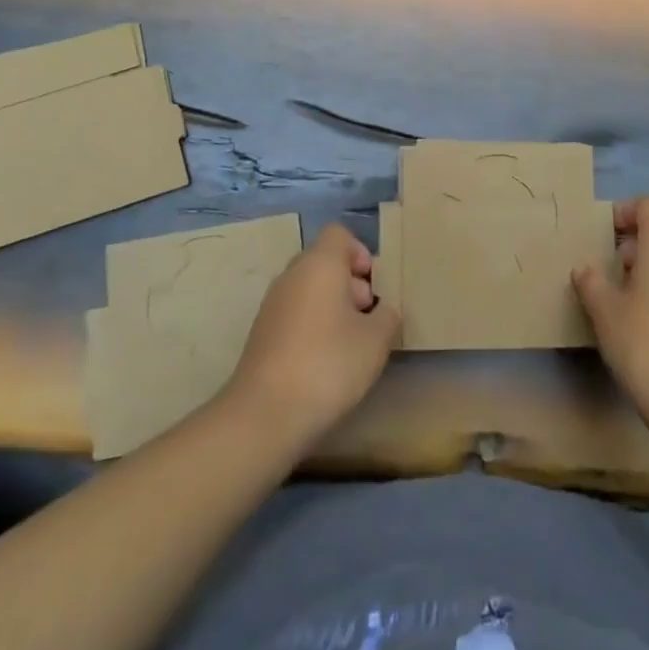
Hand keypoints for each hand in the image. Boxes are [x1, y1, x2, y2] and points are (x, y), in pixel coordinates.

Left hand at [225, 223, 400, 451]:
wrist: (264, 415)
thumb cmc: (328, 364)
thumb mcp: (376, 340)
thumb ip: (387, 315)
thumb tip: (383, 309)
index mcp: (320, 264)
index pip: (339, 234)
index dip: (360, 253)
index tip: (373, 287)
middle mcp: (292, 275)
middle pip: (324, 261)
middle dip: (350, 283)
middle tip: (367, 318)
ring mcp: (272, 304)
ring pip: (309, 289)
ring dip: (331, 307)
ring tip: (349, 344)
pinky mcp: (261, 333)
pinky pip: (294, 313)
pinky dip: (311, 326)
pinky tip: (324, 362)